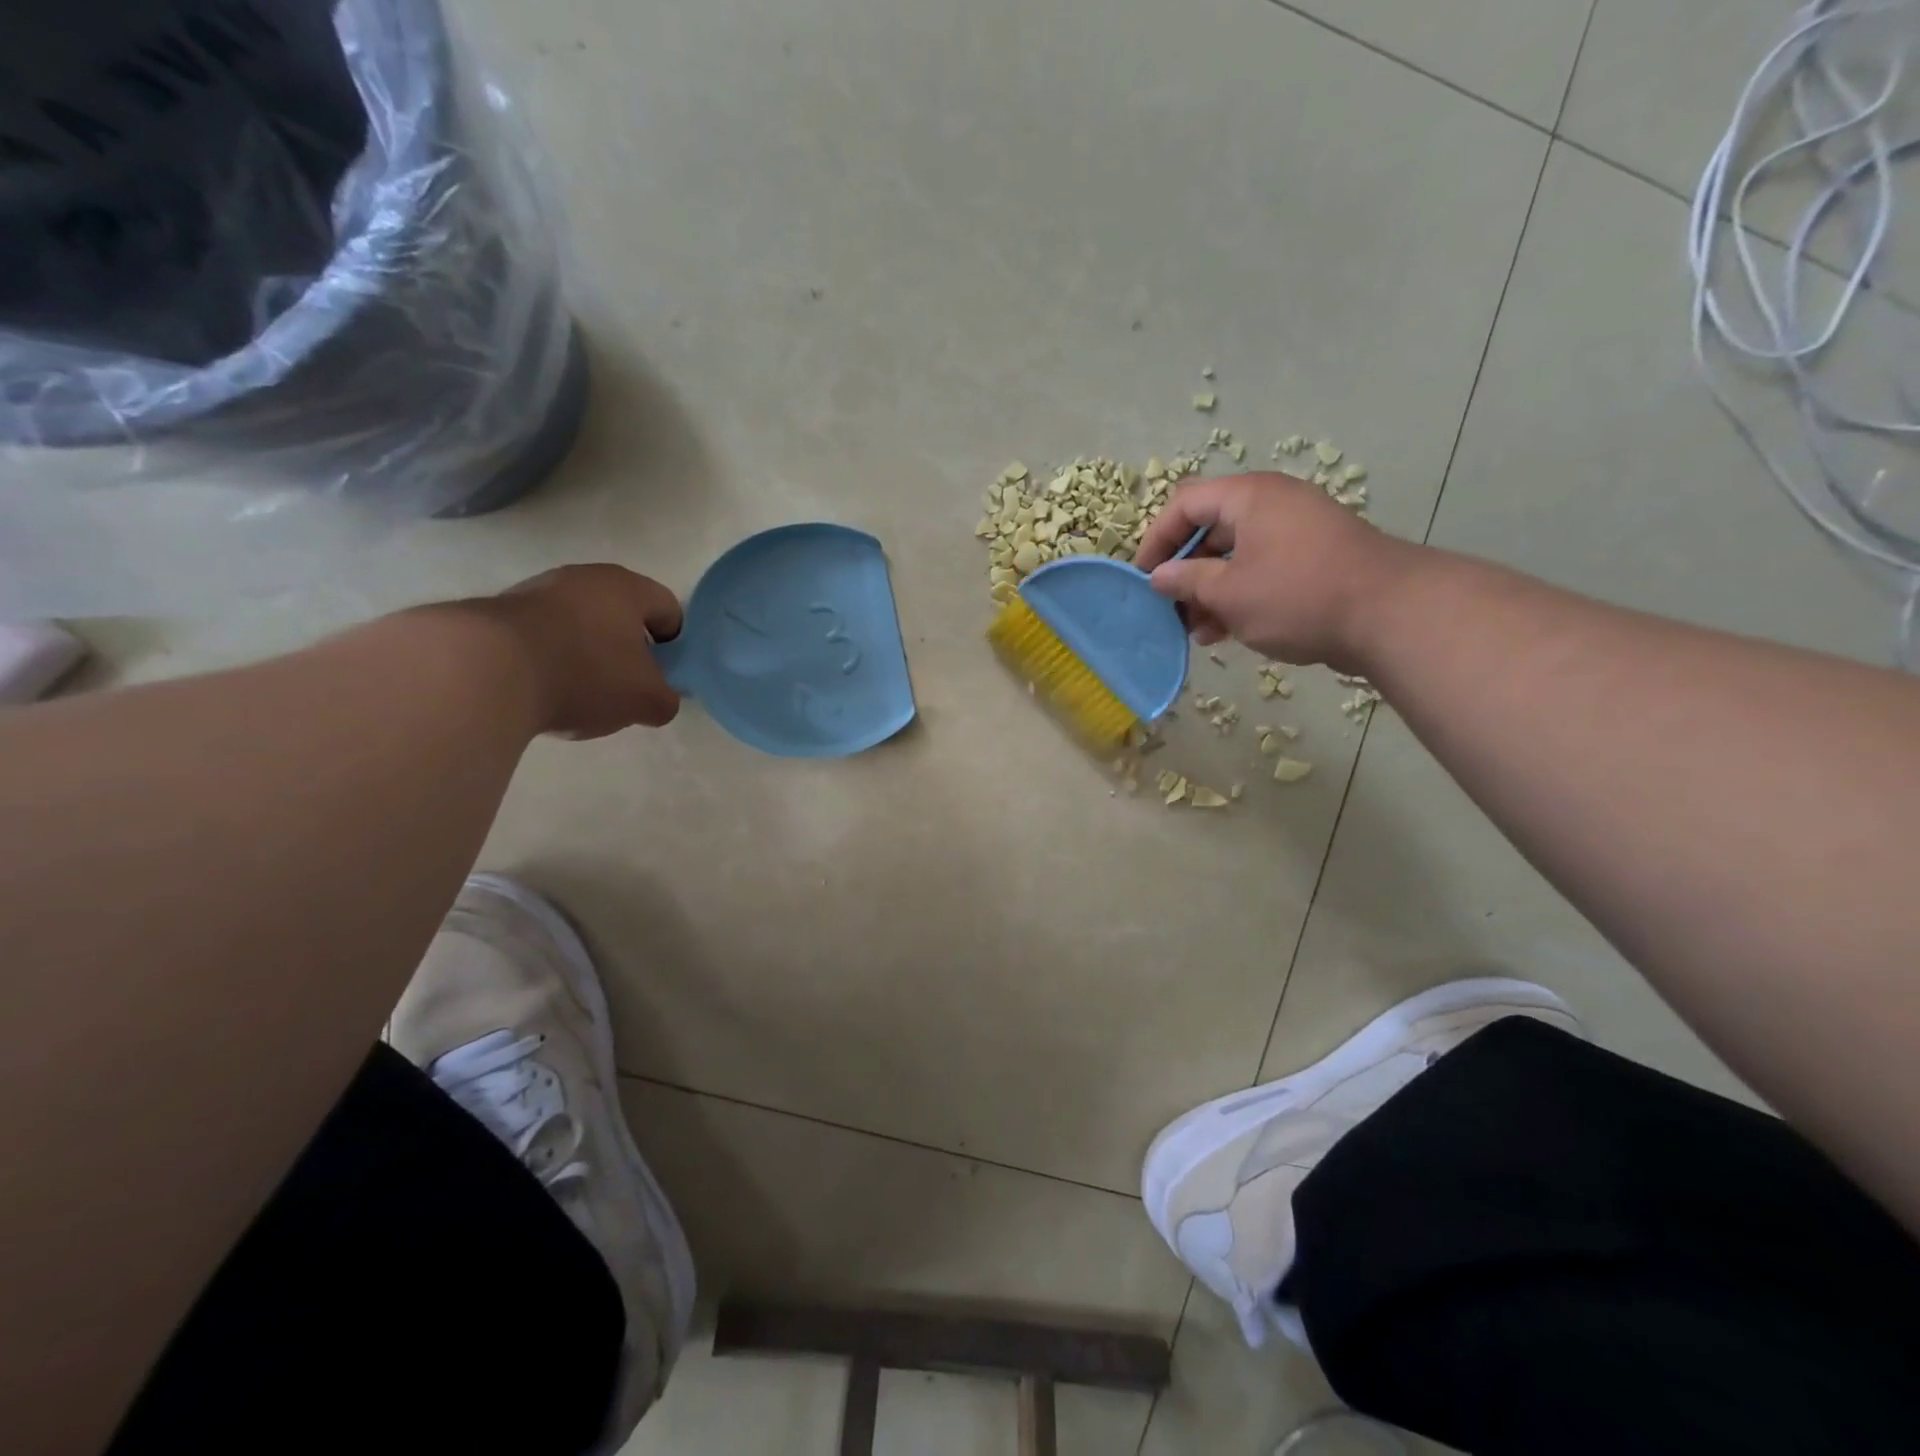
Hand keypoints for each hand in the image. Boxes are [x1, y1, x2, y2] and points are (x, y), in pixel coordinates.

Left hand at [485, 565, 684, 738]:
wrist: (482, 670)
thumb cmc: (584, 674)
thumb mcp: (645, 700)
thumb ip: (666, 699)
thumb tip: (659, 699)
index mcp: (627, 588)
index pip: (669, 609)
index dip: (676, 645)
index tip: (664, 676)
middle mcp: (583, 578)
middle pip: (621, 616)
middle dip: (628, 652)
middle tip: (625, 689)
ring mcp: (536, 590)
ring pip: (580, 626)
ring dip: (587, 656)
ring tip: (578, 695)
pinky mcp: (499, 613)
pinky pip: (542, 638)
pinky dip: (550, 661)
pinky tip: (542, 691)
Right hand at [1134, 473, 1414, 667]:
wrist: (1389, 615)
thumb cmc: (1297, 595)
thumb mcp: (1229, 592)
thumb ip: (1186, 581)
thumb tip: (1158, 577)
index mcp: (1249, 497)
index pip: (1184, 504)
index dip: (1157, 539)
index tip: (1143, 579)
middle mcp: (1271, 505)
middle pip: (1209, 530)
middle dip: (1183, 573)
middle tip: (1168, 610)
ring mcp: (1294, 532)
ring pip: (1234, 556)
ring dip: (1208, 592)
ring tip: (1194, 631)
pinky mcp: (1311, 561)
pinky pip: (1260, 571)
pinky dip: (1237, 596)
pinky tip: (1223, 632)